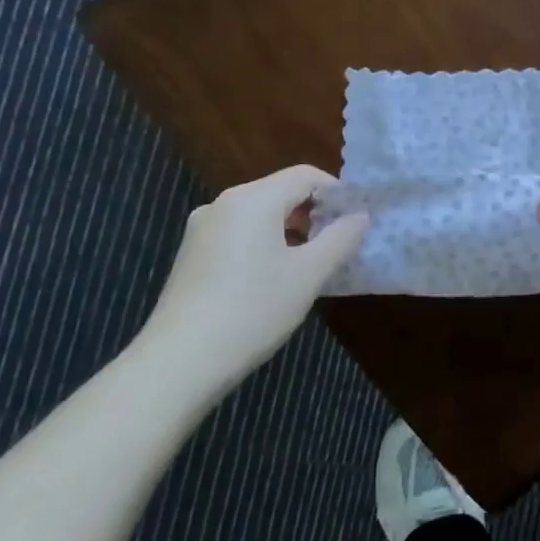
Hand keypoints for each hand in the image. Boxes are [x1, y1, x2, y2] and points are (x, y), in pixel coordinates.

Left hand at [137, 165, 368, 398]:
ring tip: (312, 262)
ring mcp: (202, 229)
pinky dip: (264, 244)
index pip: (305, 176)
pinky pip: (239, 234)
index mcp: (253, 199)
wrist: (178, 364)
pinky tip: (275, 277)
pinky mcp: (191, 255)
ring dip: (290, 229)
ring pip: (259, 215)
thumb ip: (340, 239)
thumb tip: (361, 216)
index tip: (357, 218)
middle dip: (314, 212)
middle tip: (340, 241)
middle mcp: (224, 204)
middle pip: (280, 192)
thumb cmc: (253, 310)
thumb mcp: (309, 275)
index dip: (337, 192)